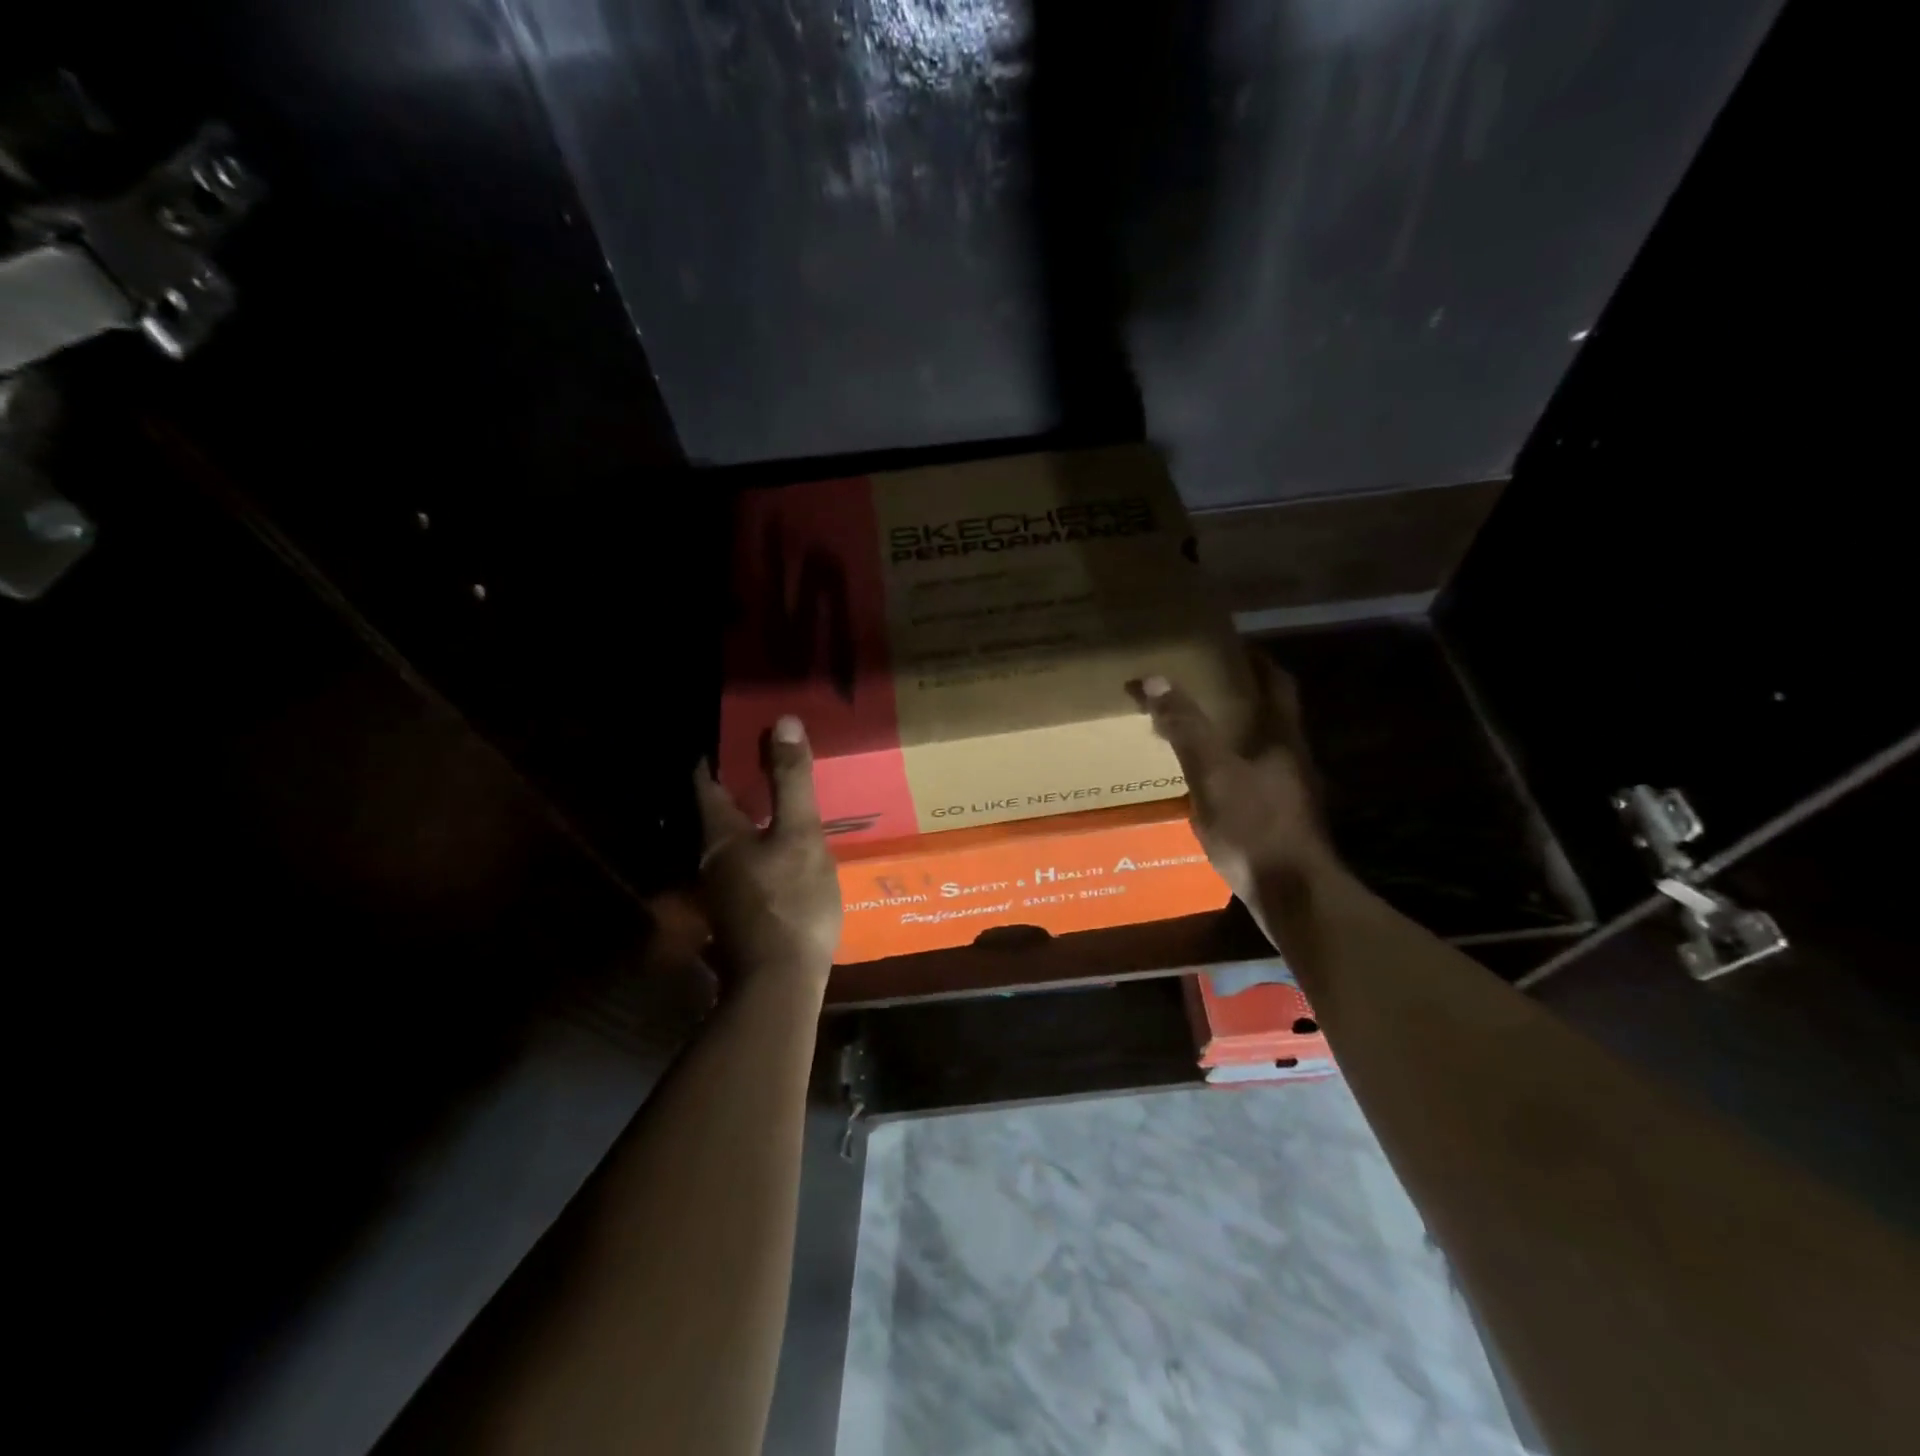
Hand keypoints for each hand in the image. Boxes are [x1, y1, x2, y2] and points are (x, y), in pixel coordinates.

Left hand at [693, 716, 842, 989]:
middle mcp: (711, 860)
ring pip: (733, 842)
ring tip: (781, 805)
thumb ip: (791, 780)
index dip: (715, 757)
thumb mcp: (800, 834)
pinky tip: (786, 855)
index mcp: (720, 835)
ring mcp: (723, 892)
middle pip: (718, 813)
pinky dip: (762, 849)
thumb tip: (781, 721)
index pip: (705, 783)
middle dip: (738, 787)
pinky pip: (748, 867)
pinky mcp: (739, 915)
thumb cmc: (791, 902)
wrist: (780, 983)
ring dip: (752, 820)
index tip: (732, 736)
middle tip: (767, 763)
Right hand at [1135, 653, 1336, 902]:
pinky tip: (1209, 783)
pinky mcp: (1282, 822)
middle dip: (1243, 699)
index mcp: (1282, 739)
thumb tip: (1154, 680)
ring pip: (1262, 750)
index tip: (1235, 649)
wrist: (1294, 897)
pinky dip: (1232, 769)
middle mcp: (1294, 760)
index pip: (1278, 685)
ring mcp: (1291, 794)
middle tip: (1205, 688)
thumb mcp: (1213, 774)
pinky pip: (1255, 781)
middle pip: (1272, 716)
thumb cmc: (1255, 828)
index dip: (1259, 663)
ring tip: (1199, 732)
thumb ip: (1187, 729)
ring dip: (1236, 736)